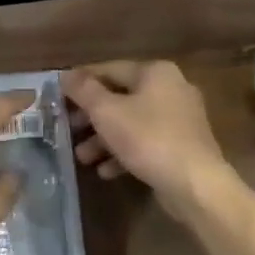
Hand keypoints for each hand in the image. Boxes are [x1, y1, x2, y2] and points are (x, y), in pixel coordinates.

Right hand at [63, 61, 229, 202]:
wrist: (196, 185)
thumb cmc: (148, 139)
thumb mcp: (107, 112)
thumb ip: (84, 91)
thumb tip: (65, 75)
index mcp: (155, 72)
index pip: (109, 69)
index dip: (80, 83)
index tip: (58, 97)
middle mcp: (171, 88)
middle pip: (120, 97)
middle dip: (91, 117)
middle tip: (68, 130)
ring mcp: (180, 119)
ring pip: (132, 123)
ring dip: (104, 139)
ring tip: (83, 158)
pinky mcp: (182, 146)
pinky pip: (146, 142)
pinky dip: (125, 152)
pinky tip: (105, 171)